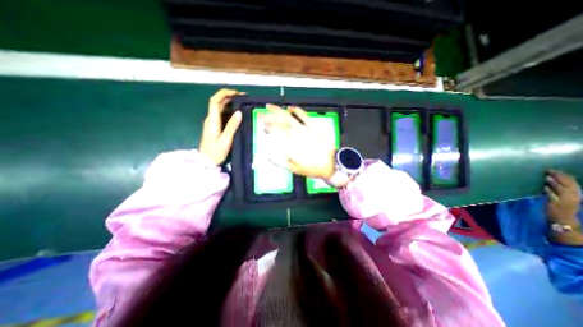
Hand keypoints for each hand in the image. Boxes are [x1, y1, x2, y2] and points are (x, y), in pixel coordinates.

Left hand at [199, 88, 243, 165]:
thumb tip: (239, 112)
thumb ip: (232, 126)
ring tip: (242, 103)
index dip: (224, 93)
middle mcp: (210, 119)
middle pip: (217, 102)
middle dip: (229, 96)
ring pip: (219, 108)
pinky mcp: (214, 127)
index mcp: (212, 120)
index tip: (237, 93)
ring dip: (229, 103)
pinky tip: (236, 113)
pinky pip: (221, 114)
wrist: (206, 162)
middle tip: (243, 98)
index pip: (214, 101)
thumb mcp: (226, 140)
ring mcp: (211, 123)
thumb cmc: (215, 152)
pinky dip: (228, 110)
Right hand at [265, 105, 337, 179]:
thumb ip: (279, 162)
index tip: (262, 125)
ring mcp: (305, 130)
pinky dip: (297, 110)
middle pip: (280, 123)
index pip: (276, 133)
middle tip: (261, 114)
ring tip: (270, 106)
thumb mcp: (294, 169)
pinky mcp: (314, 127)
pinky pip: (305, 116)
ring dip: (279, 111)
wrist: (331, 164)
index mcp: (291, 146)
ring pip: (290, 117)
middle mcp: (296, 135)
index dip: (267, 127)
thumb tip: (267, 156)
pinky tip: (290, 108)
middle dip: (269, 117)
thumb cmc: (312, 168)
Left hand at [545, 168, 579, 223]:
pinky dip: (549, 191)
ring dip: (554, 183)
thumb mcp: (565, 198)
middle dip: (560, 177)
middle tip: (550, 170)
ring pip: (562, 190)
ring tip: (547, 177)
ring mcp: (565, 201)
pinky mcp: (556, 204)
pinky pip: (553, 196)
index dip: (565, 176)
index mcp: (577, 195)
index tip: (556, 170)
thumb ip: (561, 190)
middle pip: (569, 185)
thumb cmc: (562, 208)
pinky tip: (545, 187)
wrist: (564, 221)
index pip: (573, 184)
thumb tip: (553, 180)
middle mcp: (574, 197)